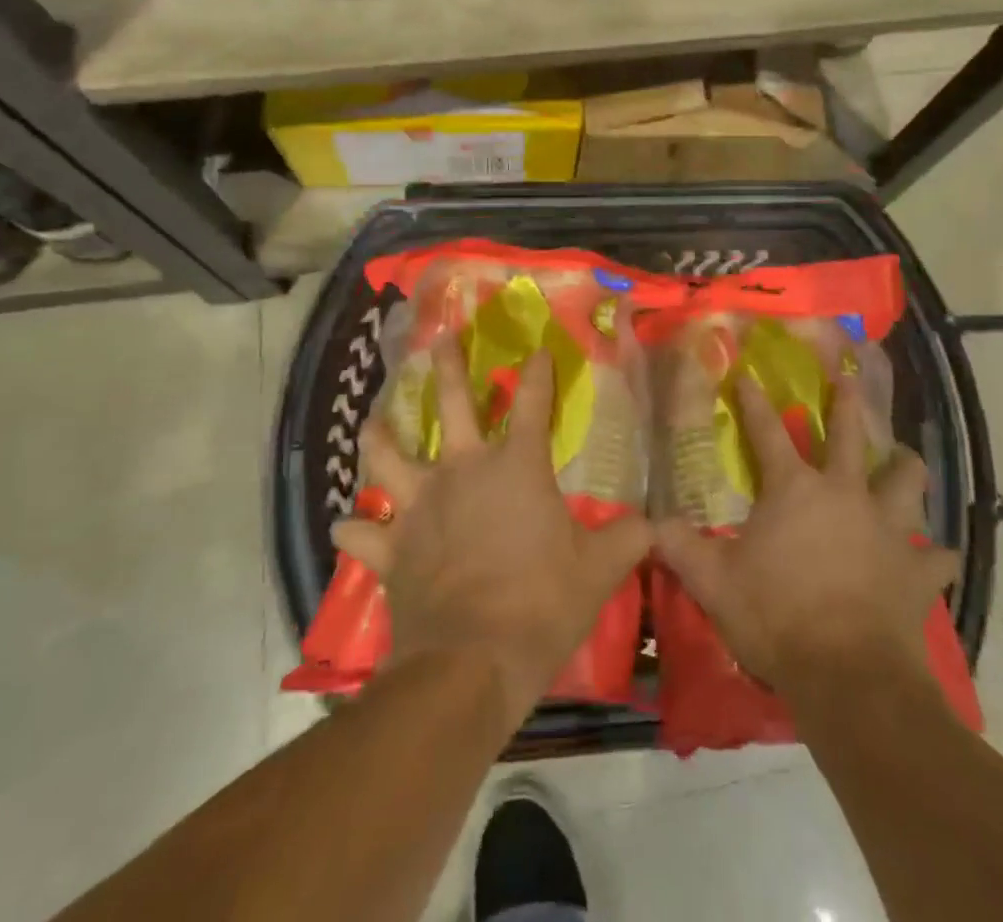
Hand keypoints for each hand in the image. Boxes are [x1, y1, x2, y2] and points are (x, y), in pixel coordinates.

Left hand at [333, 341, 651, 724]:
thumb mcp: (599, 571)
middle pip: (453, 405)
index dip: (537, 373)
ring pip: (387, 456)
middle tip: (439, 340)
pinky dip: (353, 528)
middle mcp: (462, 471)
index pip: (532, 403)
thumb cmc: (540, 605)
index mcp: (516, 467)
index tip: (537, 349)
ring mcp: (420, 505)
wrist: (471, 663)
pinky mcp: (391, 547)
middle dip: (448, 368)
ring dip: (378, 437)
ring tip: (372, 421)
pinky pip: (361, 532)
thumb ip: (628, 538)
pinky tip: (346, 525)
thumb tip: (656, 524)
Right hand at [656, 374, 958, 701]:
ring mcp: (888, 530)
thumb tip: (650, 523)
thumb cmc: (775, 617)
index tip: (748, 374)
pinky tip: (936, 556)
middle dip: (848, 404)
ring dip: (906, 468)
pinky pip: (937, 556)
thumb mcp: (712, 581)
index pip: (767, 432)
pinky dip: (935, 554)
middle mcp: (845, 495)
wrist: (846, 677)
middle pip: (850, 436)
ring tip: (904, 459)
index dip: (754, 401)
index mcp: (794, 490)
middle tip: (851, 380)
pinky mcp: (917, 572)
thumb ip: (679, 546)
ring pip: (907, 482)